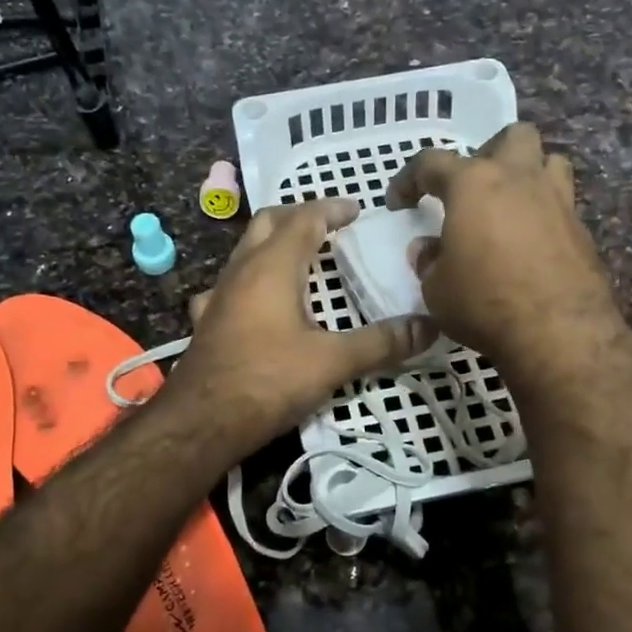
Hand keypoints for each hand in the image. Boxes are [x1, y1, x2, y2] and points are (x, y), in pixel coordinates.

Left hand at [164, 199, 437, 458]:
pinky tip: (256, 304)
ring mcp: (218, 295)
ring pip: (244, 252)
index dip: (332, 209)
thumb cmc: (268, 381)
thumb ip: (381, 343)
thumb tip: (429, 327)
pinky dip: (249, 283)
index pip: (305, 218)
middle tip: (328, 227)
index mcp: (272, 266)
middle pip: (268, 223)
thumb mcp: (332, 362)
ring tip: (300, 262)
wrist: (202, 422)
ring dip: (272, 247)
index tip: (357, 210)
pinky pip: (228, 287)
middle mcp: (241, 270)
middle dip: (299, 217)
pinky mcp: (207, 322)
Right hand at [386, 123, 628, 377]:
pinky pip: (561, 205)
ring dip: (527, 174)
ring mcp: (558, 200)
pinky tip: (531, 244)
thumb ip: (429, 261)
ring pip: (548, 161)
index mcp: (474, 184)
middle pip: (511, 137)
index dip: (409, 180)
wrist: (558, 331)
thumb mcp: (436, 289)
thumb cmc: (484, 302)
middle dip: (488, 152)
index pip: (432, 162)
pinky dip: (544, 214)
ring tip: (509, 206)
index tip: (399, 203)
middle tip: (472, 188)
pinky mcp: (582, 230)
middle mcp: (519, 179)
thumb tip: (429, 249)